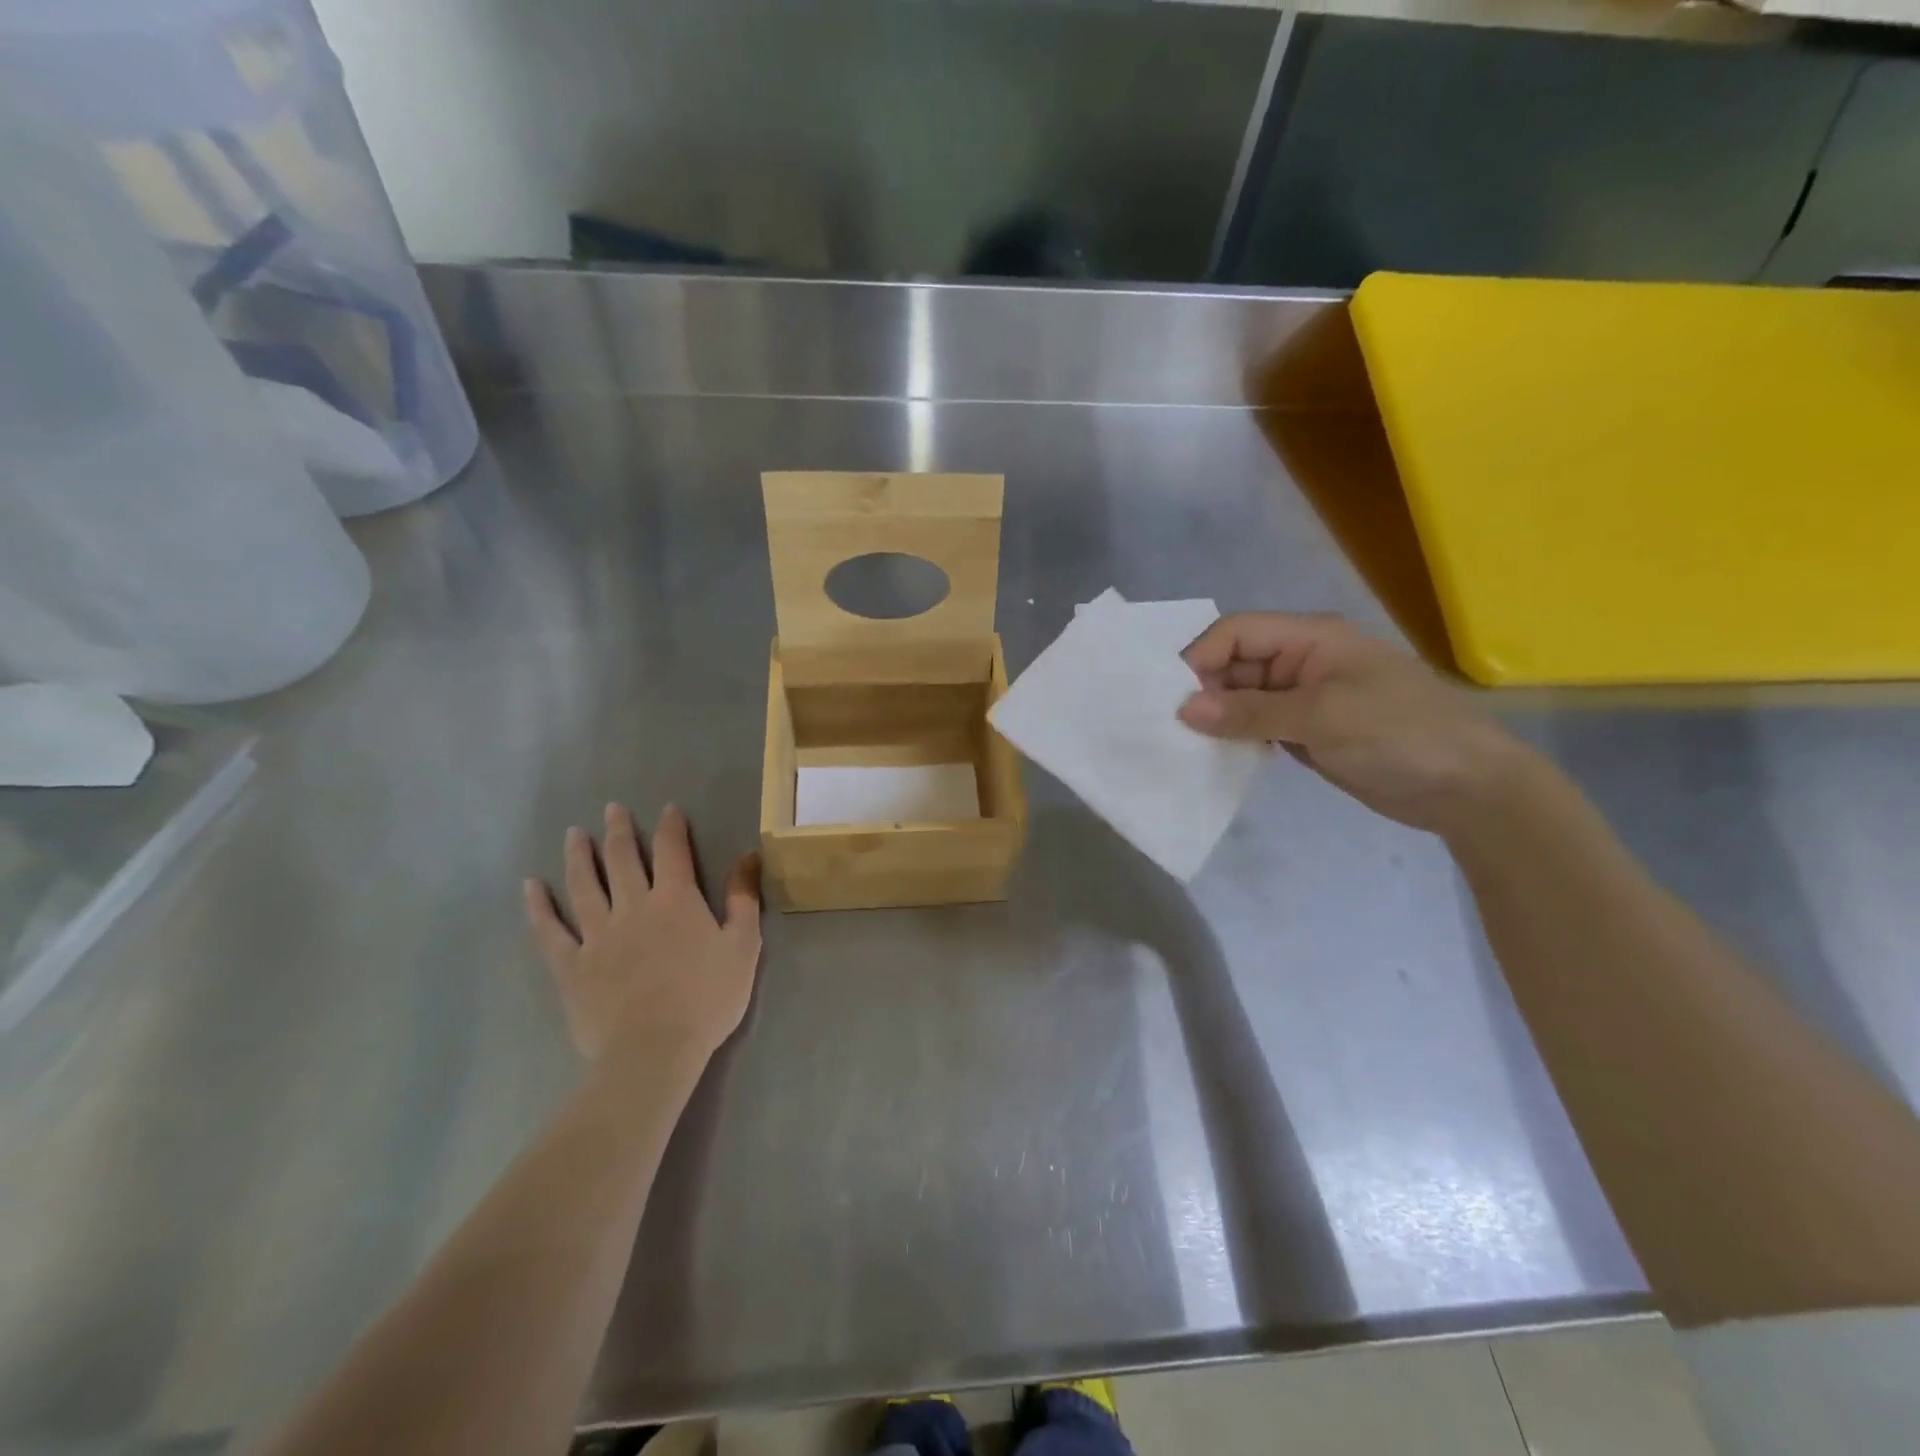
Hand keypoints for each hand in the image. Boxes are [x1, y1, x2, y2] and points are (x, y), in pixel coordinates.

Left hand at [524, 804, 761, 1064]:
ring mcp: (597, 935)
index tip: (668, 809)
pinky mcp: (571, 966)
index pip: (673, 851)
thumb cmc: (707, 999)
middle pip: (623, 860)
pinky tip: (530, 887)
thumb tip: (748, 855)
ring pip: (584, 886)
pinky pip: (550, 930)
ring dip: (579, 857)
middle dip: (619, 831)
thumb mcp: (743, 946)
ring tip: (573, 834)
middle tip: (612, 809)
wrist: (653, 1051)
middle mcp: (634, 907)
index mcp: (676, 901)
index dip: (671, 827)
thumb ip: (744, 899)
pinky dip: (538, 907)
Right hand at [1177, 613, 1527, 834]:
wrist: (1469, 788)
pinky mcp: (1308, 730)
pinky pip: (1259, 725)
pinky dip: (1237, 737)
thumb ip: (1250, 712)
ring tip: (1187, 745)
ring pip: (1243, 696)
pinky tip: (1217, 756)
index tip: (1173, 700)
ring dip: (1217, 717)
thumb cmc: (1399, 735)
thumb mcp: (1321, 718)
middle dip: (1204, 690)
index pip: (1237, 632)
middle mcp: (1302, 660)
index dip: (1200, 659)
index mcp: (1311, 638)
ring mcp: (1306, 697)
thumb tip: (1183, 709)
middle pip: (1235, 663)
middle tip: (1174, 729)